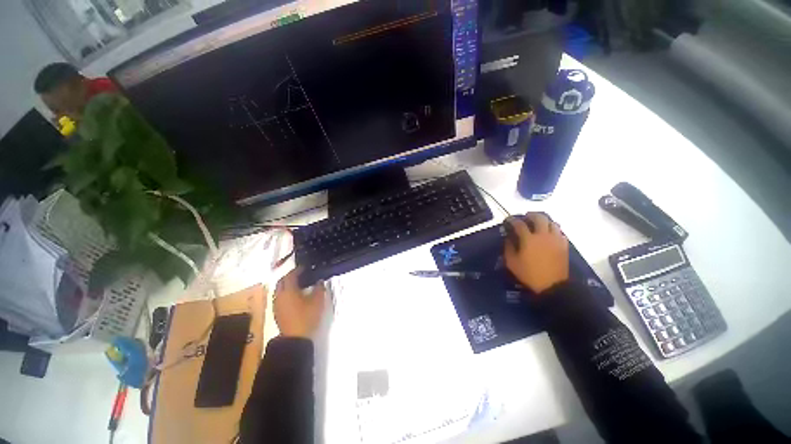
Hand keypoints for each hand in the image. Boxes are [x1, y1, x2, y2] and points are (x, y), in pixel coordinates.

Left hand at [273, 268, 325, 337]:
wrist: (295, 338)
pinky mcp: (277, 312)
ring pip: (279, 290)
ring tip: (298, 285)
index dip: (297, 270)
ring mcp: (277, 305)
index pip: (290, 276)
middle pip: (282, 281)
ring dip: (287, 285)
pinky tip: (295, 296)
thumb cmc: (306, 317)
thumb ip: (319, 288)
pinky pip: (280, 297)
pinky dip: (286, 293)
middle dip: (290, 276)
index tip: (305, 267)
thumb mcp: (317, 301)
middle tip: (301, 275)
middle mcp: (279, 296)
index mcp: (288, 291)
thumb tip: (319, 281)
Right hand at [504, 213, 568, 293]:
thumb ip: (508, 248)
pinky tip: (549, 234)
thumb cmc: (529, 273)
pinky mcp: (564, 245)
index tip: (508, 220)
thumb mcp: (512, 262)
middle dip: (531, 215)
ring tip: (538, 224)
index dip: (512, 220)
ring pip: (552, 222)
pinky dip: (553, 229)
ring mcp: (555, 239)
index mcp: (529, 239)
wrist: (552, 285)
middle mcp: (543, 235)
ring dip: (544, 221)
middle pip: (539, 218)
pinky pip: (560, 232)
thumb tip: (509, 238)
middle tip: (526, 217)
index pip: (519, 224)